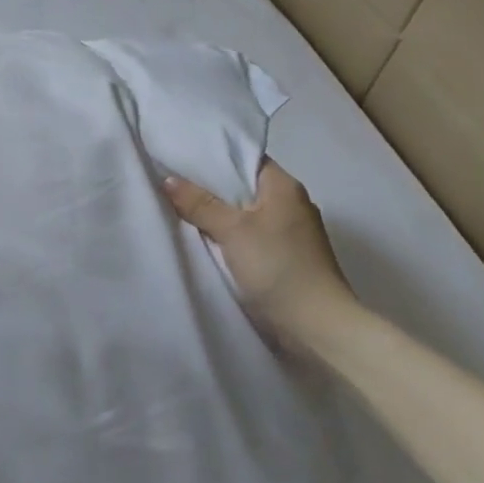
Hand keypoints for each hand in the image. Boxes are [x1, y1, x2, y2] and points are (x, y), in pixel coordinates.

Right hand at [165, 160, 358, 347]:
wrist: (315, 326)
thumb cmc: (277, 266)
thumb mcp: (232, 230)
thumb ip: (200, 204)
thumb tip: (168, 180)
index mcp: (284, 187)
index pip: (246, 158)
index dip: (214, 156)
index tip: (181, 157)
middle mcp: (291, 204)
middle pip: (242, 187)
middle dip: (209, 187)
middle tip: (171, 182)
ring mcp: (289, 233)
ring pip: (244, 214)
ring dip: (217, 215)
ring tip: (178, 208)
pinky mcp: (284, 258)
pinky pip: (248, 237)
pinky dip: (227, 236)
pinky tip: (202, 240)